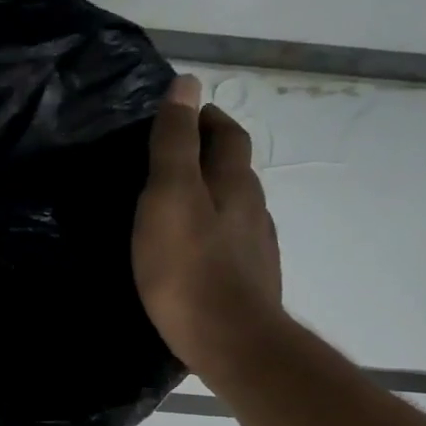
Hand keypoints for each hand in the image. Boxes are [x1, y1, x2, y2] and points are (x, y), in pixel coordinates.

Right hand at [133, 75, 284, 379]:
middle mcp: (253, 209)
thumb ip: (174, 143)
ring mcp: (257, 248)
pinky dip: (213, 235)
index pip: (226, 134)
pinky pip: (232, 244)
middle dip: (209, 156)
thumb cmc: (189, 268)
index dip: (206, 119)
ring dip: (212, 198)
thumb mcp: (169, 197)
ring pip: (235, 209)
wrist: (230, 341)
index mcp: (233, 183)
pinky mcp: (251, 282)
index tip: (183, 115)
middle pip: (235, 170)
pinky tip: (194, 254)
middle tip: (172, 160)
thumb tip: (187, 83)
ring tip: (177, 207)